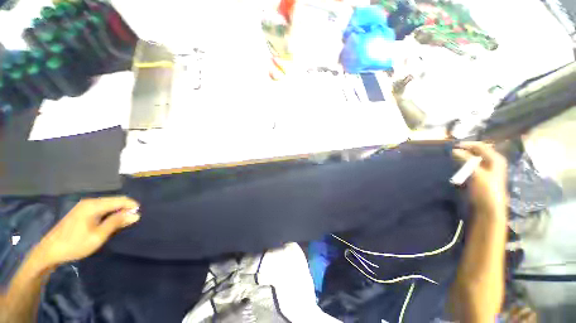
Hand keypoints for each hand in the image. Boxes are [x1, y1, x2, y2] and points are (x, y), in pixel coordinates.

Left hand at [35, 197, 139, 268]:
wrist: (50, 251)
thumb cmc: (75, 244)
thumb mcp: (98, 236)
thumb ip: (116, 223)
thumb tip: (135, 214)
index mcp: (94, 205)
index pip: (120, 200)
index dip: (132, 206)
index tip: (138, 215)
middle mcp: (90, 202)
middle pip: (114, 200)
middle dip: (125, 208)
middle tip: (132, 220)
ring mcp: (84, 206)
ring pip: (108, 204)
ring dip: (117, 211)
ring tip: (123, 222)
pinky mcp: (81, 211)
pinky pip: (101, 208)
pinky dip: (109, 213)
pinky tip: (109, 221)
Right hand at [453, 142, 507, 218]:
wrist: (488, 209)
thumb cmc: (486, 189)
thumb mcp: (476, 173)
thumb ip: (466, 160)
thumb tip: (454, 150)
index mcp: (495, 159)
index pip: (480, 146)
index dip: (466, 145)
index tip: (451, 146)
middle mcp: (492, 162)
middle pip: (476, 152)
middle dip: (463, 152)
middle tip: (450, 153)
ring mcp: (486, 171)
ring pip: (472, 160)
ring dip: (462, 159)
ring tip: (450, 160)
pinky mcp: (480, 178)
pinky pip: (470, 168)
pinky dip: (462, 167)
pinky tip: (455, 168)